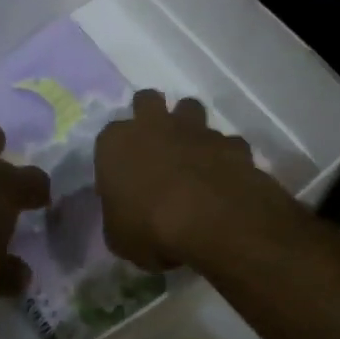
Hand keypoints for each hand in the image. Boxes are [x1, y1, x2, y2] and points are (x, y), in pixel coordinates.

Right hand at [95, 91, 286, 270]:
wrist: (213, 221)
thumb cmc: (150, 228)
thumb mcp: (119, 237)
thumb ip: (119, 218)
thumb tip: (126, 217)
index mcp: (116, 143)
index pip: (108, 137)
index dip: (116, 156)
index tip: (122, 177)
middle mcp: (154, 125)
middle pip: (147, 101)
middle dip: (150, 115)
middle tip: (154, 144)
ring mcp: (196, 130)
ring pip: (190, 108)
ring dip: (189, 127)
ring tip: (192, 155)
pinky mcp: (231, 143)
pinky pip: (226, 143)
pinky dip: (225, 156)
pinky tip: (226, 178)